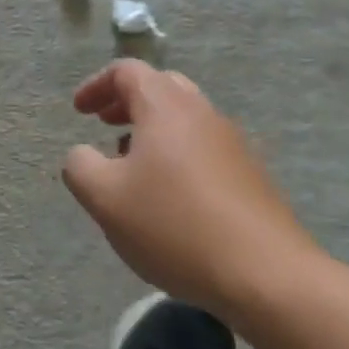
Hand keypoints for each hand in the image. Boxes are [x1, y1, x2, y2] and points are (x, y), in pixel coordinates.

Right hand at [63, 62, 322, 319]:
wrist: (269, 277)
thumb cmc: (175, 225)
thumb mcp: (104, 198)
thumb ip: (80, 165)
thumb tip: (83, 154)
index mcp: (165, 106)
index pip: (126, 71)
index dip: (97, 86)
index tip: (79, 112)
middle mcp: (202, 113)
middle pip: (161, 87)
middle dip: (128, 102)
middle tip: (105, 125)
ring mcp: (233, 144)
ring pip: (185, 119)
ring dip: (154, 130)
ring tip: (133, 167)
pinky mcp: (252, 177)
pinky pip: (205, 149)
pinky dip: (178, 156)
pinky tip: (171, 198)